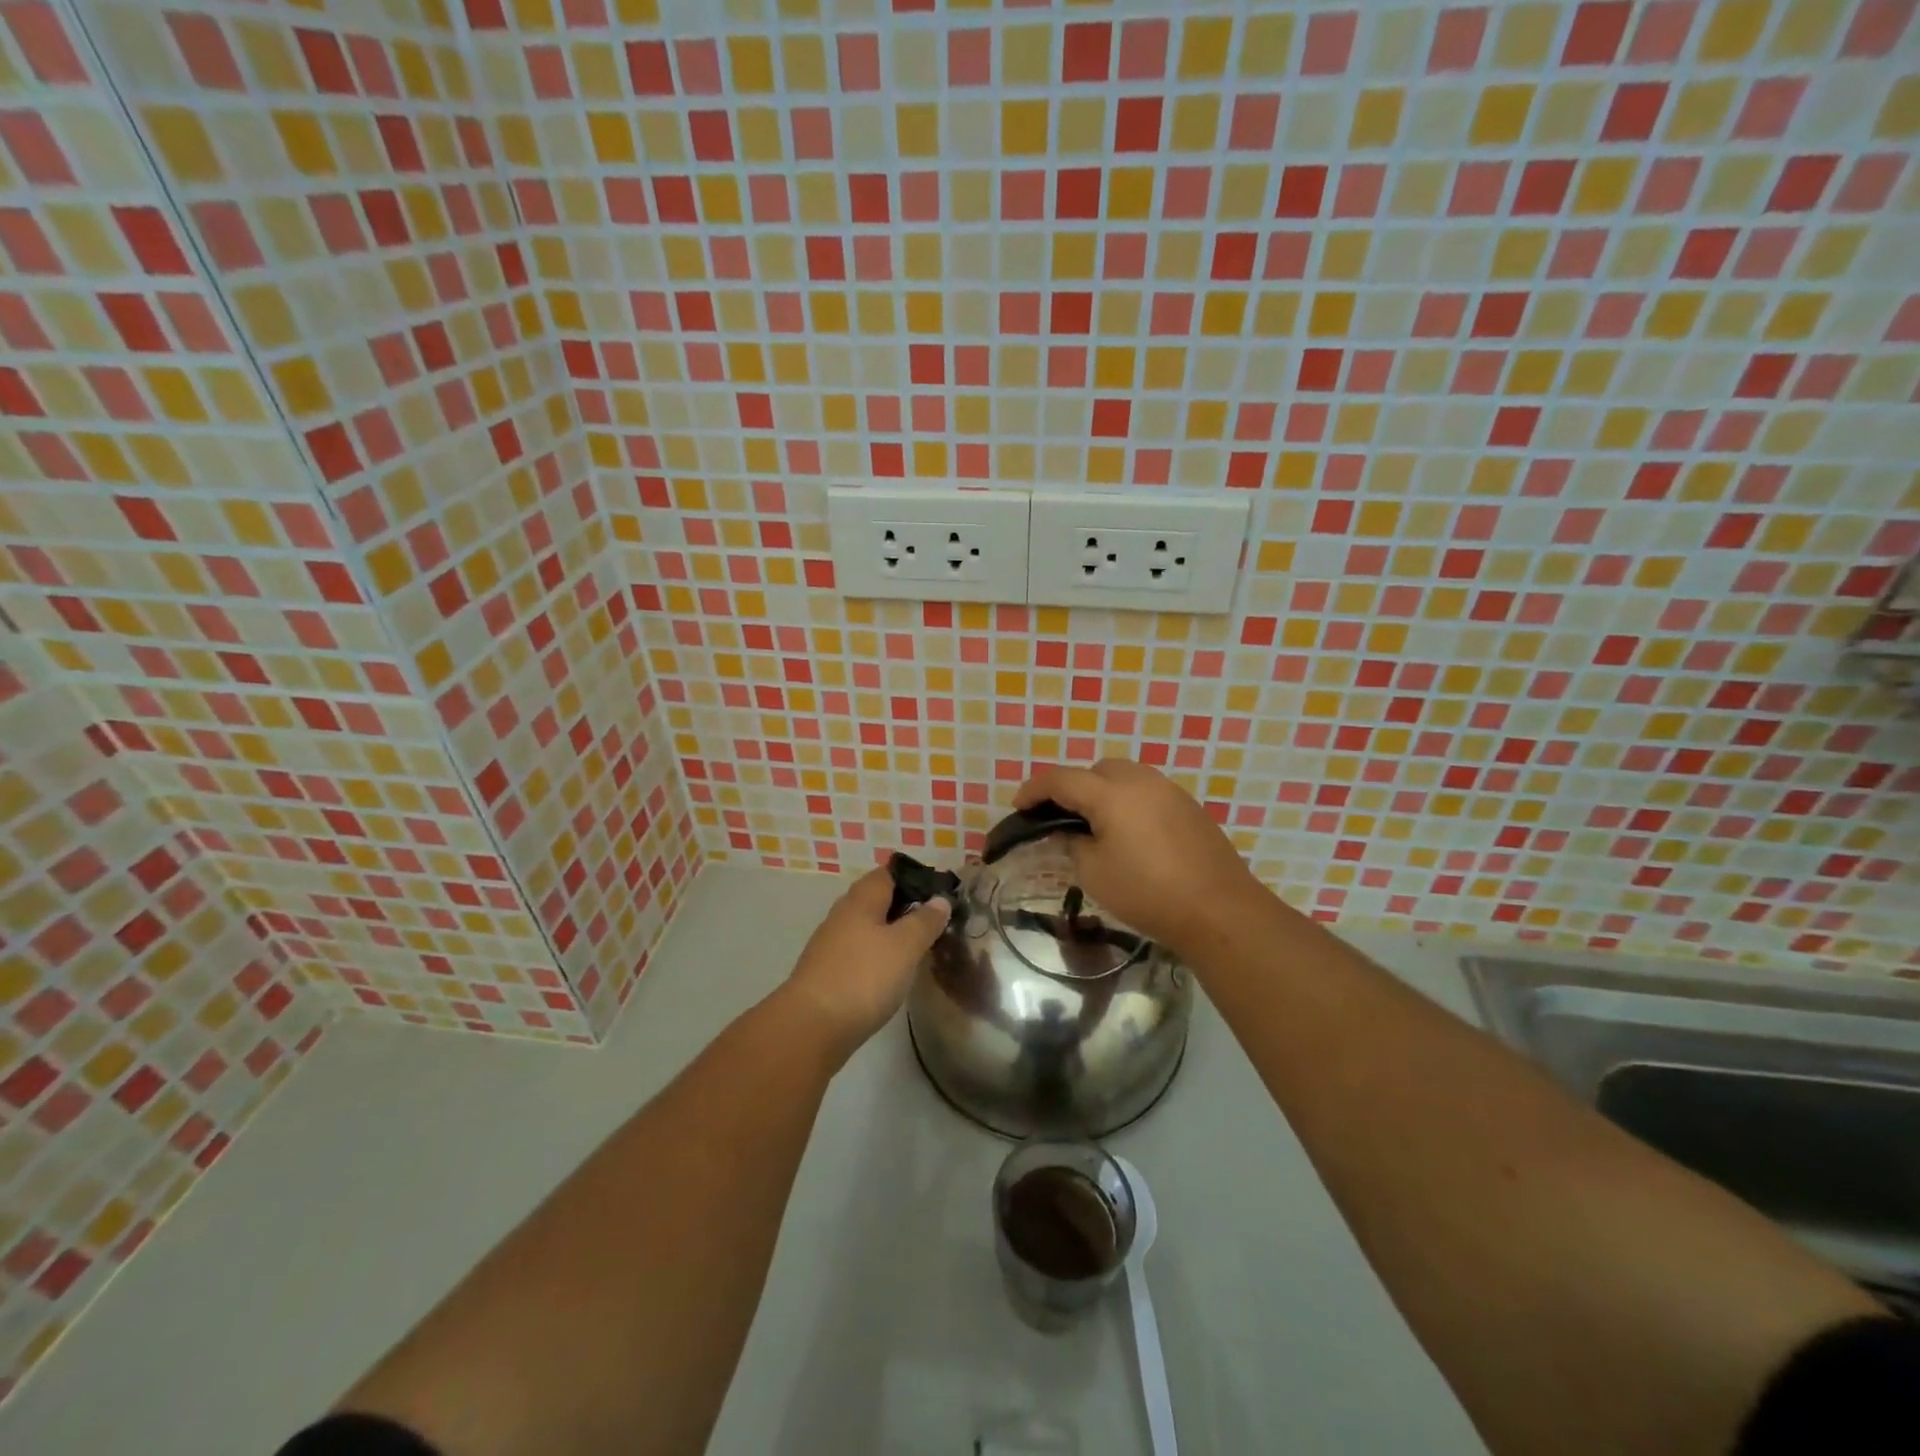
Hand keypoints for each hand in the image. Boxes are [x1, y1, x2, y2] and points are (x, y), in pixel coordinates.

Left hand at [781, 868, 949, 1057]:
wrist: (811, 1027)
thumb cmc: (863, 977)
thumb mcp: (905, 946)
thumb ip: (925, 921)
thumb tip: (940, 899)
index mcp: (861, 899)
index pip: (888, 873)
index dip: (914, 877)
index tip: (940, 892)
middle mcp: (843, 915)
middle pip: (877, 899)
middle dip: (905, 905)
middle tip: (936, 920)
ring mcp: (832, 944)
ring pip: (868, 927)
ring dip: (892, 932)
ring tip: (920, 946)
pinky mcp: (828, 972)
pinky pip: (860, 951)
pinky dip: (878, 955)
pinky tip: (893, 972)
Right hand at [1014, 758, 1260, 955]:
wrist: (1219, 910)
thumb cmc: (1147, 893)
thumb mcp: (1094, 873)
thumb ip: (1073, 844)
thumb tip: (1071, 834)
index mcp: (1111, 793)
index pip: (1061, 779)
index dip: (1034, 790)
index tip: (1018, 806)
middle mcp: (1141, 781)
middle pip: (1096, 770)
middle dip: (1072, 787)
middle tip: (1060, 817)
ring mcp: (1170, 791)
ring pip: (1125, 777)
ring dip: (1103, 792)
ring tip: (1094, 825)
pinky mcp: (1190, 808)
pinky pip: (1147, 793)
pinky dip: (1128, 803)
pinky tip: (1129, 835)